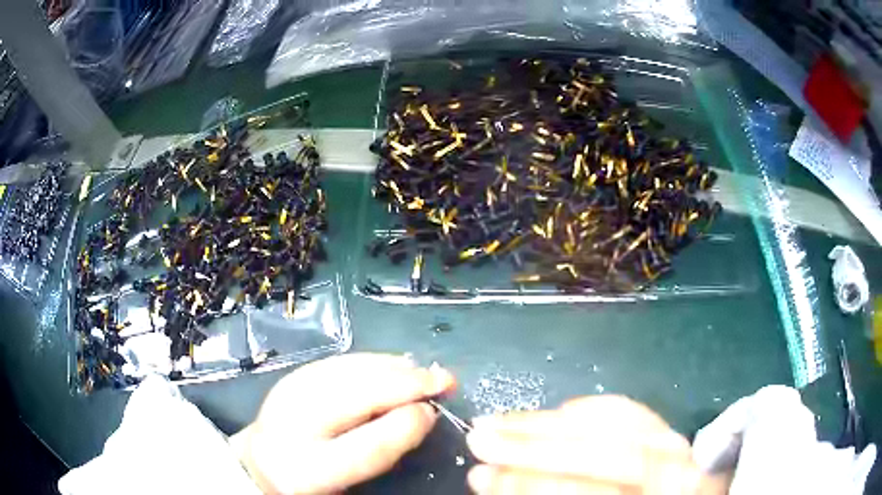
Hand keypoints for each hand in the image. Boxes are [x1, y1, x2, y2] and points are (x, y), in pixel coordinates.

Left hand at [230, 353, 455, 493]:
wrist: (261, 459)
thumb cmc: (309, 476)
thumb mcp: (343, 476)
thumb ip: (380, 450)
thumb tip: (421, 414)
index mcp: (306, 466)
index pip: (364, 447)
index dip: (405, 425)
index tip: (436, 409)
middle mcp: (293, 422)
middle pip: (355, 395)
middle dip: (405, 383)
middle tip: (445, 380)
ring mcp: (290, 390)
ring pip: (349, 371)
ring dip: (394, 368)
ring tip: (425, 371)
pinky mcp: (295, 374)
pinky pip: (341, 362)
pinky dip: (373, 362)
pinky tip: (394, 364)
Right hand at [466, 395, 729, 494]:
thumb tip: (492, 481)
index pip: (594, 492)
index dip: (533, 485)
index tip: (481, 476)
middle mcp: (676, 471)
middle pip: (608, 451)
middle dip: (536, 446)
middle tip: (479, 437)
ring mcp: (677, 445)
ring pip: (617, 423)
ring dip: (552, 421)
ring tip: (501, 420)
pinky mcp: (670, 429)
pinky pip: (629, 410)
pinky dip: (588, 408)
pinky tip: (556, 410)